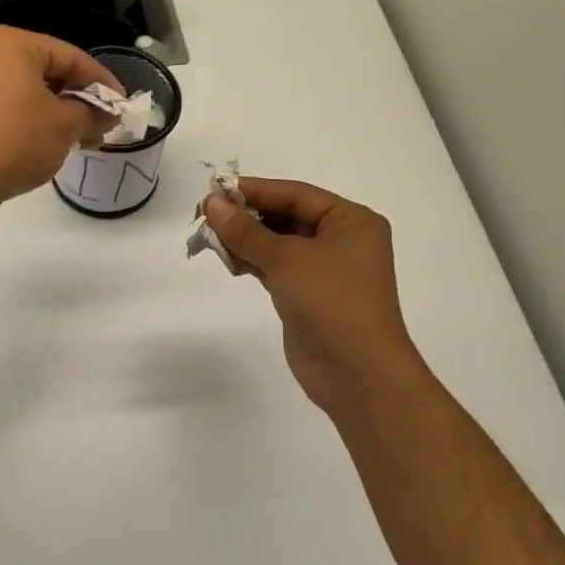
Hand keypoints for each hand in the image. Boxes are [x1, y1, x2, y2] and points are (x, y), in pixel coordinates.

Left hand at [0, 26, 120, 223]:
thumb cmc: (15, 143)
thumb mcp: (65, 127)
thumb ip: (93, 113)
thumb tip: (109, 114)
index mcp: (11, 43)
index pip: (70, 57)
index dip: (102, 82)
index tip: (122, 104)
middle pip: (47, 70)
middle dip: (78, 98)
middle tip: (103, 122)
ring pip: (25, 88)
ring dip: (56, 110)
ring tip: (81, 137)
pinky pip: (5, 103)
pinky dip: (29, 117)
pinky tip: (48, 140)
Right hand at [205, 178, 428, 421]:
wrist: (358, 373)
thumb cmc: (332, 302)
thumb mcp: (287, 259)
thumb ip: (246, 231)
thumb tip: (211, 202)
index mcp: (351, 221)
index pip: (296, 194)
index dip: (255, 190)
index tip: (215, 191)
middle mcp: (341, 240)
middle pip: (286, 216)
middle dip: (247, 216)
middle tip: (206, 215)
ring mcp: (324, 270)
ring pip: (277, 243)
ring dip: (246, 239)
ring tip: (209, 237)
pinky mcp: (307, 295)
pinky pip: (275, 268)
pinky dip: (252, 261)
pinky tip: (227, 260)